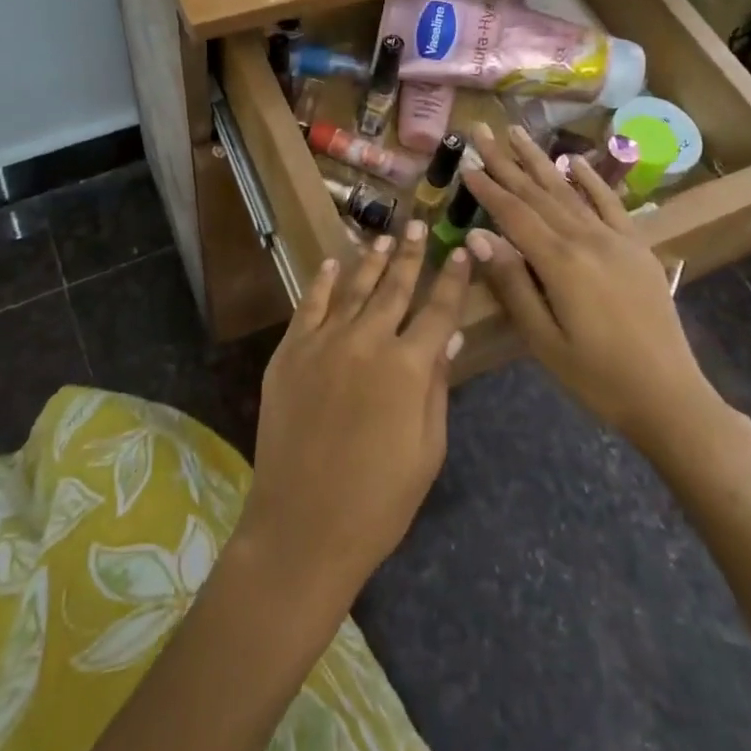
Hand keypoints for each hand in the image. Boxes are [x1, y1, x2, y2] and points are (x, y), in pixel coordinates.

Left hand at [239, 221, 471, 610]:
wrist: (303, 526)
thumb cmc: (379, 500)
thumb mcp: (427, 450)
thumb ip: (437, 389)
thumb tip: (446, 339)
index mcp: (408, 367)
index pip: (439, 310)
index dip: (453, 279)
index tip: (460, 250)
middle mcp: (367, 342)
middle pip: (394, 288)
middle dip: (410, 255)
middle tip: (418, 224)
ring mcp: (323, 344)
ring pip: (353, 289)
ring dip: (371, 261)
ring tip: (383, 238)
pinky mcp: (290, 353)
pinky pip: (309, 306)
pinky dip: (322, 282)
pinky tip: (333, 263)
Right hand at [460, 123, 727, 441]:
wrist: (669, 396)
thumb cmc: (596, 376)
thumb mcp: (543, 338)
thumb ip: (512, 283)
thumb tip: (479, 236)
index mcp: (560, 262)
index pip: (514, 214)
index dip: (487, 187)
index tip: (466, 161)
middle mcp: (587, 239)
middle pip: (537, 193)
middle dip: (506, 161)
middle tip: (481, 131)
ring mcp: (616, 239)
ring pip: (569, 190)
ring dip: (540, 160)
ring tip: (516, 132)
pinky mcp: (637, 247)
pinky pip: (609, 204)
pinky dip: (590, 179)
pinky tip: (573, 161)